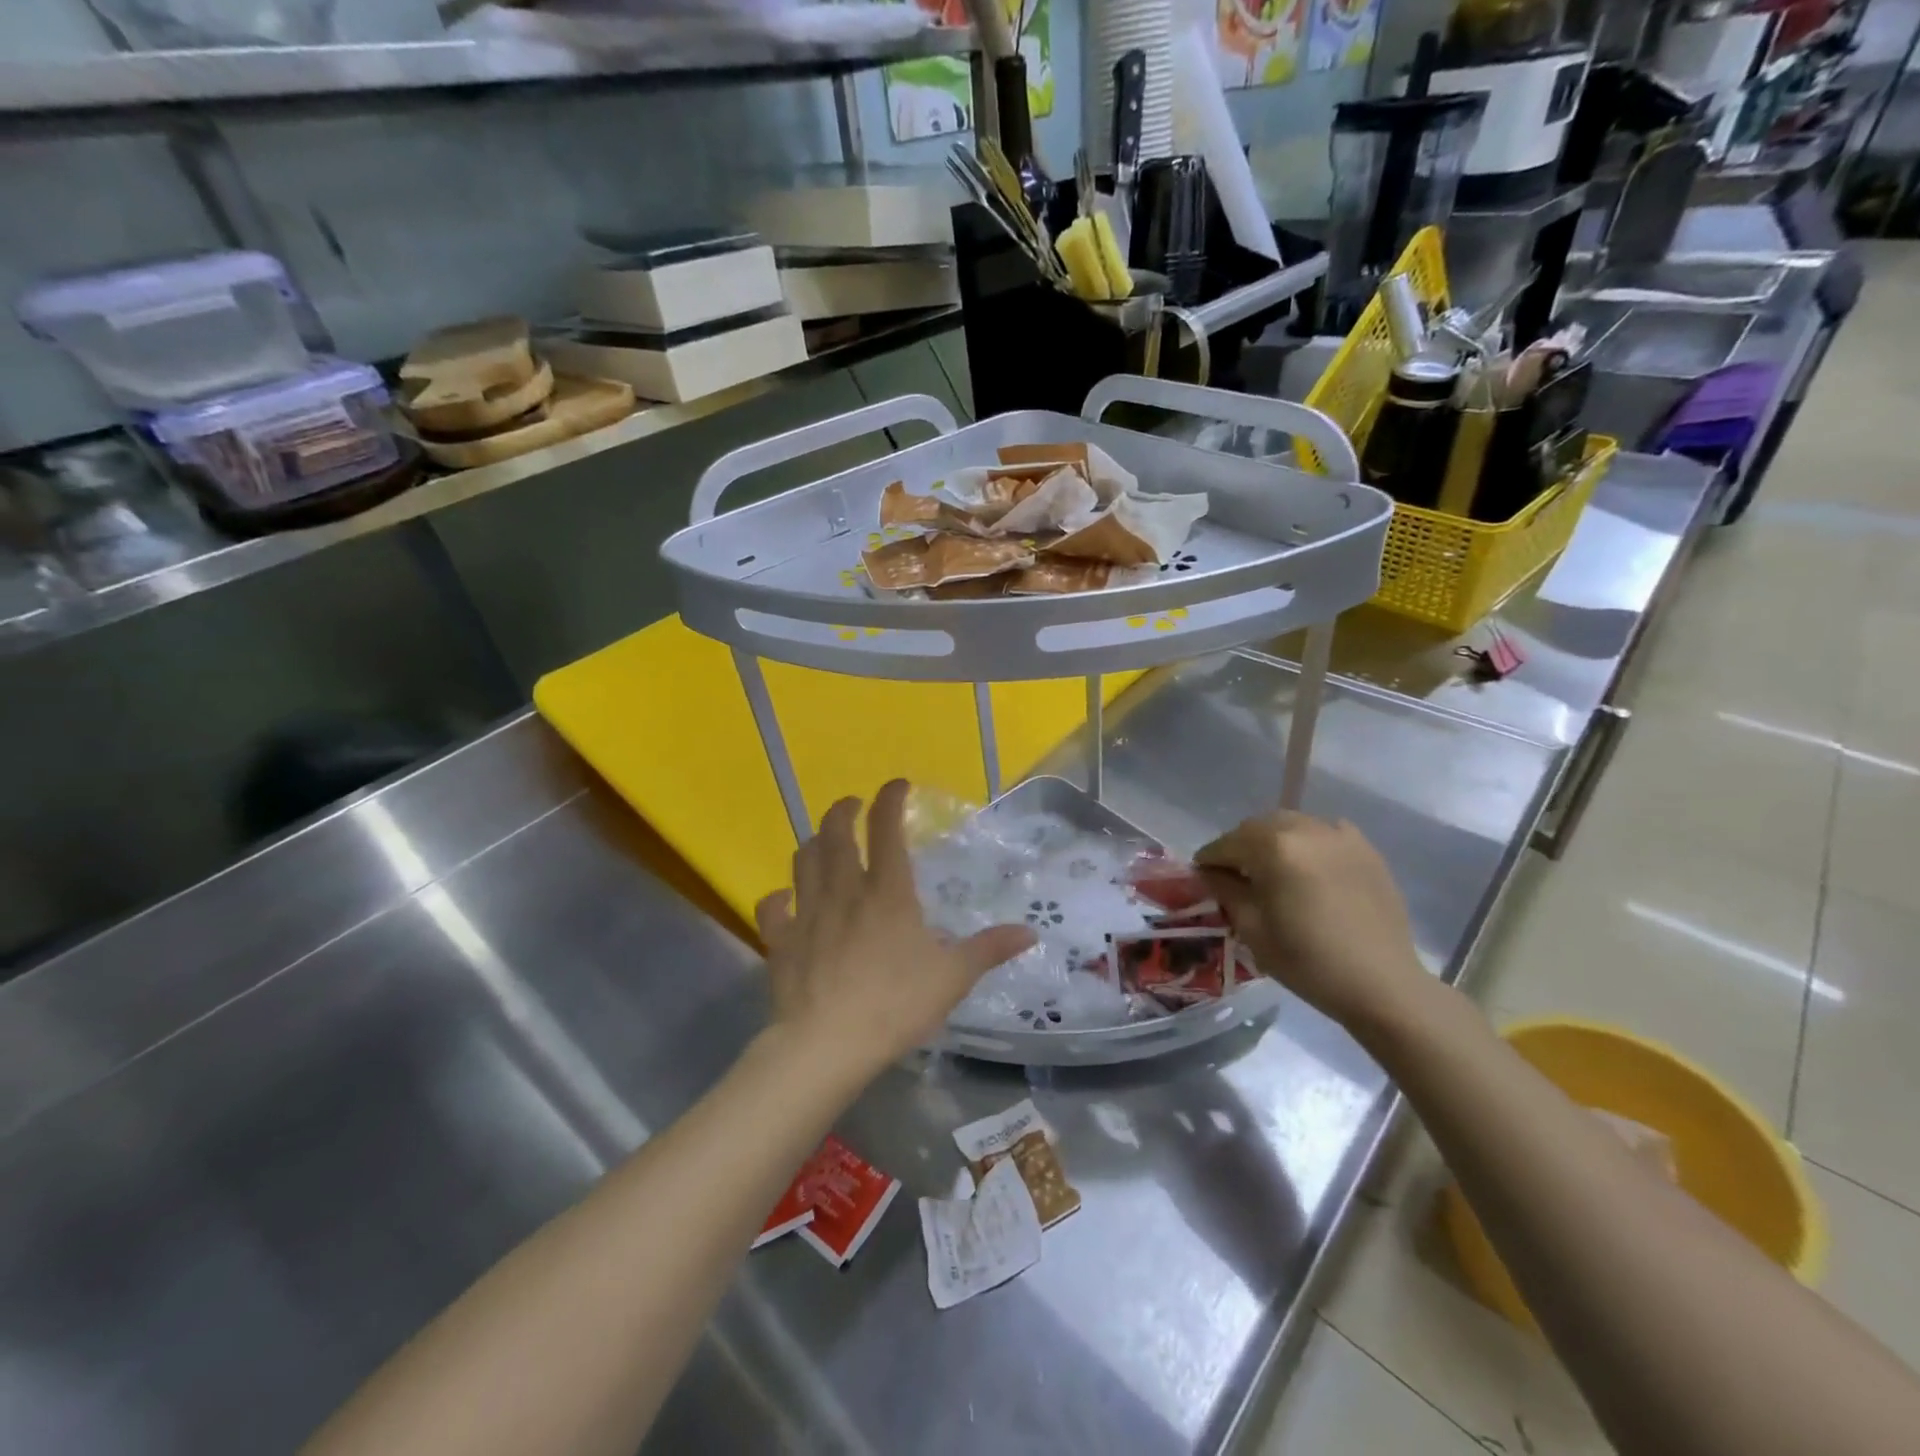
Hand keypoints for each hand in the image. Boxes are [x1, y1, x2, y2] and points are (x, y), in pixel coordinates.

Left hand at [755, 781, 1035, 1078]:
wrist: (826, 1044)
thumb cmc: (894, 1005)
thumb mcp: (952, 978)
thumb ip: (989, 950)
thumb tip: (1030, 932)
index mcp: (887, 892)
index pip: (886, 830)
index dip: (890, 799)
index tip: (896, 785)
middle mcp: (843, 891)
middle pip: (835, 834)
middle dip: (843, 810)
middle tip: (852, 804)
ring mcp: (807, 913)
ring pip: (803, 861)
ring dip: (814, 843)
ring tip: (824, 841)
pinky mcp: (781, 941)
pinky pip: (771, 908)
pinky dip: (777, 897)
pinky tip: (784, 898)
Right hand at [1195, 810, 1431, 1033]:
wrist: (1382, 984)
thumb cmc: (1308, 961)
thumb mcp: (1252, 928)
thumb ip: (1225, 890)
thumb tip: (1209, 872)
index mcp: (1273, 847)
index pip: (1226, 844)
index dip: (1209, 861)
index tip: (1202, 878)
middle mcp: (1305, 828)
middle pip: (1256, 827)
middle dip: (1240, 847)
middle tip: (1235, 876)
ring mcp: (1339, 834)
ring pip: (1290, 824)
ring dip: (1272, 841)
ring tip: (1272, 871)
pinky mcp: (1364, 848)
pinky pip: (1323, 832)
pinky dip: (1308, 843)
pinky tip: (1309, 869)